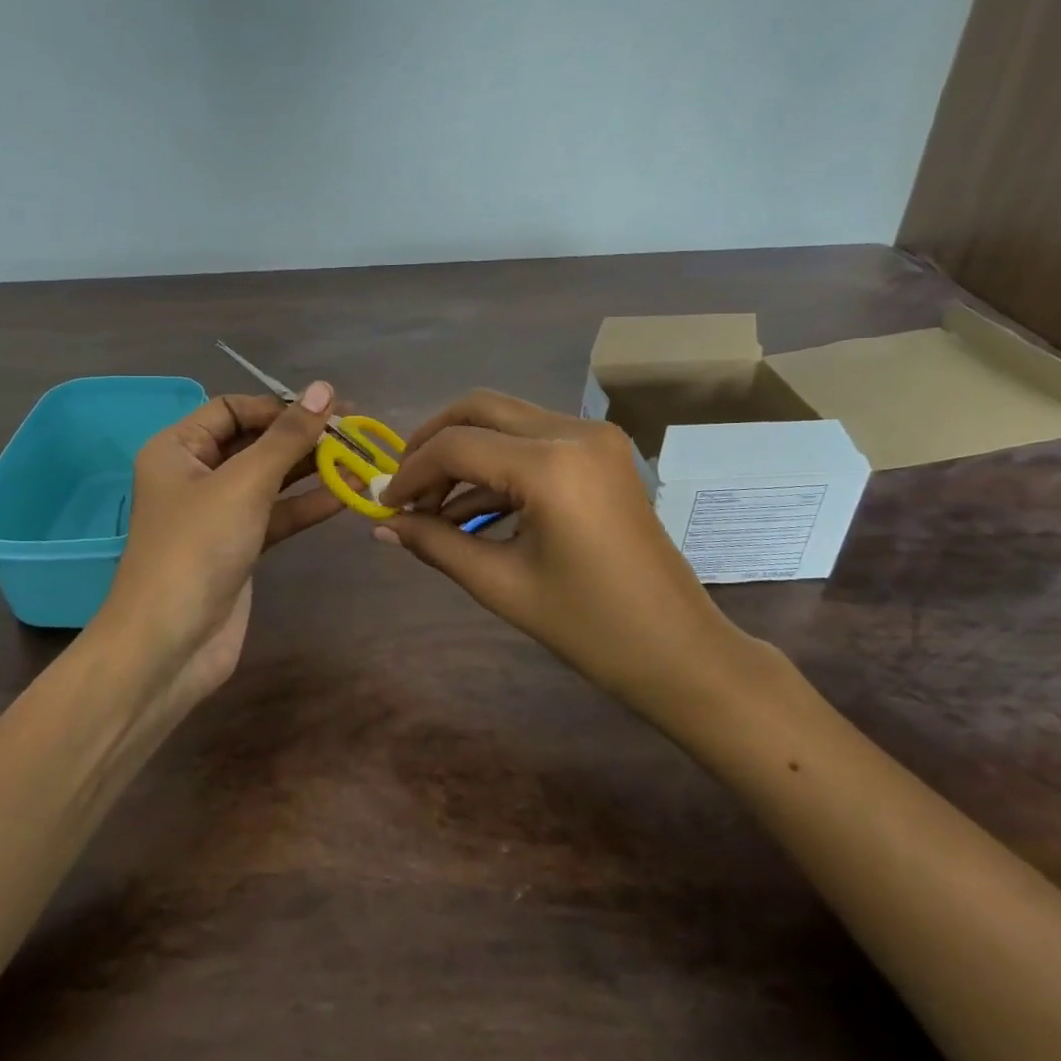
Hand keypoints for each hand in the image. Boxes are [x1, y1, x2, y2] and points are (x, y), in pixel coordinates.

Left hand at [101, 383, 343, 702]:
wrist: (169, 646)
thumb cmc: (197, 549)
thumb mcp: (244, 483)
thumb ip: (286, 437)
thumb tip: (323, 388)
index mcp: (178, 449)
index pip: (232, 409)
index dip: (278, 406)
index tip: (325, 410)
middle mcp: (195, 475)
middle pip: (255, 442)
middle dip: (302, 436)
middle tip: (355, 429)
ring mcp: (218, 514)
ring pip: (270, 480)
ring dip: (313, 469)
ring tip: (362, 457)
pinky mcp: (239, 547)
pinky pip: (277, 514)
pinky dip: (308, 504)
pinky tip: (348, 494)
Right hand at [374, 390, 766, 723]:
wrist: (680, 651)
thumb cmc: (590, 628)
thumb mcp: (501, 584)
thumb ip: (435, 543)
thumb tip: (381, 525)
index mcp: (552, 465)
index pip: (457, 446)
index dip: (411, 472)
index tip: (383, 504)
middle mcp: (575, 432)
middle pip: (479, 409)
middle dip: (432, 443)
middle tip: (402, 486)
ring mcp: (594, 438)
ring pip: (505, 419)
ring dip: (463, 453)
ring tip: (430, 506)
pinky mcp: (602, 452)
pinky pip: (532, 441)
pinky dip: (496, 465)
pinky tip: (469, 509)